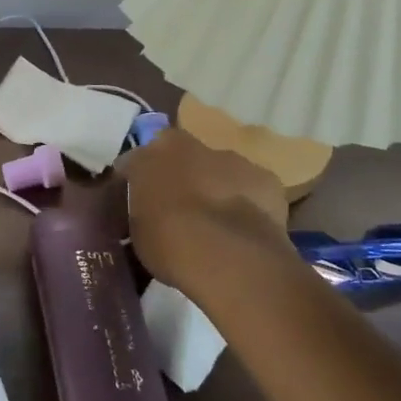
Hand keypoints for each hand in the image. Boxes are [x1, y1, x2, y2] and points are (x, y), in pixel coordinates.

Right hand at [120, 126, 292, 312]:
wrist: (227, 255)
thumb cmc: (168, 242)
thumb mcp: (137, 231)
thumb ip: (141, 211)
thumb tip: (148, 213)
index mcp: (152, 153)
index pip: (135, 160)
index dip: (135, 181)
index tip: (135, 203)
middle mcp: (191, 145)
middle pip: (181, 159)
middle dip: (179, 179)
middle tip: (176, 213)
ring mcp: (232, 160)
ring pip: (218, 172)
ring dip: (214, 190)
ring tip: (213, 227)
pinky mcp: (266, 179)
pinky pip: (249, 190)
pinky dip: (246, 204)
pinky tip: (243, 232)